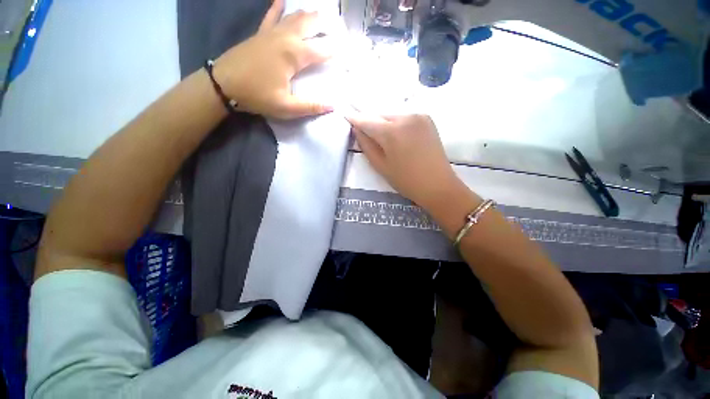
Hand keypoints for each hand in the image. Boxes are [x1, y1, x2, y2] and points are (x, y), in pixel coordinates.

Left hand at [213, 0, 332, 118]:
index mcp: (294, 55)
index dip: (336, 50)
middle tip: (337, 27)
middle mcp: (285, 38)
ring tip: (320, 14)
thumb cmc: (257, 96)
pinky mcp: (260, 34)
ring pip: (294, 16)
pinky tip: (282, 0)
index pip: (322, 50)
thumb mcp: (286, 107)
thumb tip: (333, 106)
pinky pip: (271, 15)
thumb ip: (310, 106)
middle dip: (325, 24)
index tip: (347, 51)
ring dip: (308, 14)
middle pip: (309, 23)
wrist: (223, 84)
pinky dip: (278, 7)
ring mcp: (271, 33)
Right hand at [347, 112, 461, 208]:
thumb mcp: (381, 166)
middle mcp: (405, 117)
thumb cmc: (406, 180)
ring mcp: (418, 116)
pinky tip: (398, 137)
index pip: (367, 120)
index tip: (346, 115)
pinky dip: (397, 124)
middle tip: (364, 131)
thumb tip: (357, 130)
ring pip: (392, 116)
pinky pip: (404, 118)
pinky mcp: (427, 119)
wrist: (438, 185)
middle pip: (380, 116)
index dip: (355, 118)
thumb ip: (366, 145)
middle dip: (370, 122)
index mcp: (392, 132)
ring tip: (383, 138)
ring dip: (384, 123)